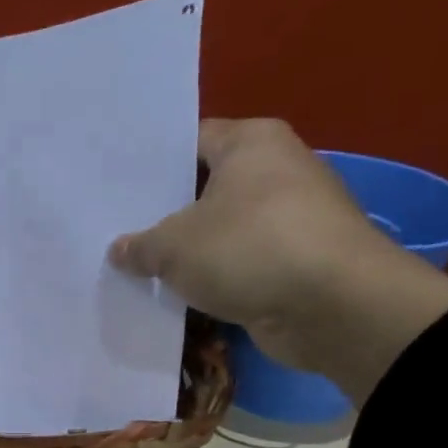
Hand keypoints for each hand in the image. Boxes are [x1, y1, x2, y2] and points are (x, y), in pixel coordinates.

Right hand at [108, 118, 447, 404]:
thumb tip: (120, 250)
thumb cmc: (248, 250)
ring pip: (222, 229)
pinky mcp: (296, 260)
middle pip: (205, 186)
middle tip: (116, 228)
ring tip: (138, 265)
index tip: (114, 185)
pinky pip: (240, 262)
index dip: (150, 163)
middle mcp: (277, 169)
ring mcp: (291, 217)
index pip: (189, 141)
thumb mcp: (173, 247)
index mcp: (251, 142)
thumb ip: (139, 246)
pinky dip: (214, 276)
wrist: (333, 307)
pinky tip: (177, 292)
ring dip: (189, 250)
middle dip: (165, 211)